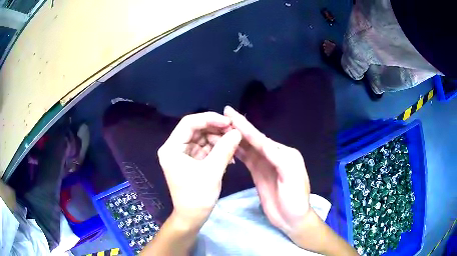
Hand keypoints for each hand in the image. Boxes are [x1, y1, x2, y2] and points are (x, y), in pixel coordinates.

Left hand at [157, 112, 241, 224]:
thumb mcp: (212, 171)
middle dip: (216, 130)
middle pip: (196, 129)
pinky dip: (217, 149)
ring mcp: (183, 154)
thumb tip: (238, 131)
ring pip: (202, 138)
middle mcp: (175, 148)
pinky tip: (229, 154)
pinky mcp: (191, 161)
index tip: (228, 122)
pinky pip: (205, 148)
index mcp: (172, 148)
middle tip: (234, 133)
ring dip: (218, 140)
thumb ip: (225, 149)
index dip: (209, 119)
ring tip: (233, 145)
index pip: (189, 123)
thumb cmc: (197, 196)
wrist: (192, 217)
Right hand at [224, 106, 311, 234]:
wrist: (292, 218)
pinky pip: (247, 158)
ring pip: (249, 148)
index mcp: (285, 153)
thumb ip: (279, 159)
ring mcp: (265, 164)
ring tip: (223, 126)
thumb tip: (262, 143)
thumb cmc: (295, 199)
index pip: (261, 138)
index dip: (246, 126)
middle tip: (225, 113)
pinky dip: (238, 150)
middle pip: (254, 139)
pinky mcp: (258, 173)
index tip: (231, 114)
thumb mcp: (292, 178)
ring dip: (237, 137)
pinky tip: (229, 144)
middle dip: (240, 126)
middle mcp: (275, 155)